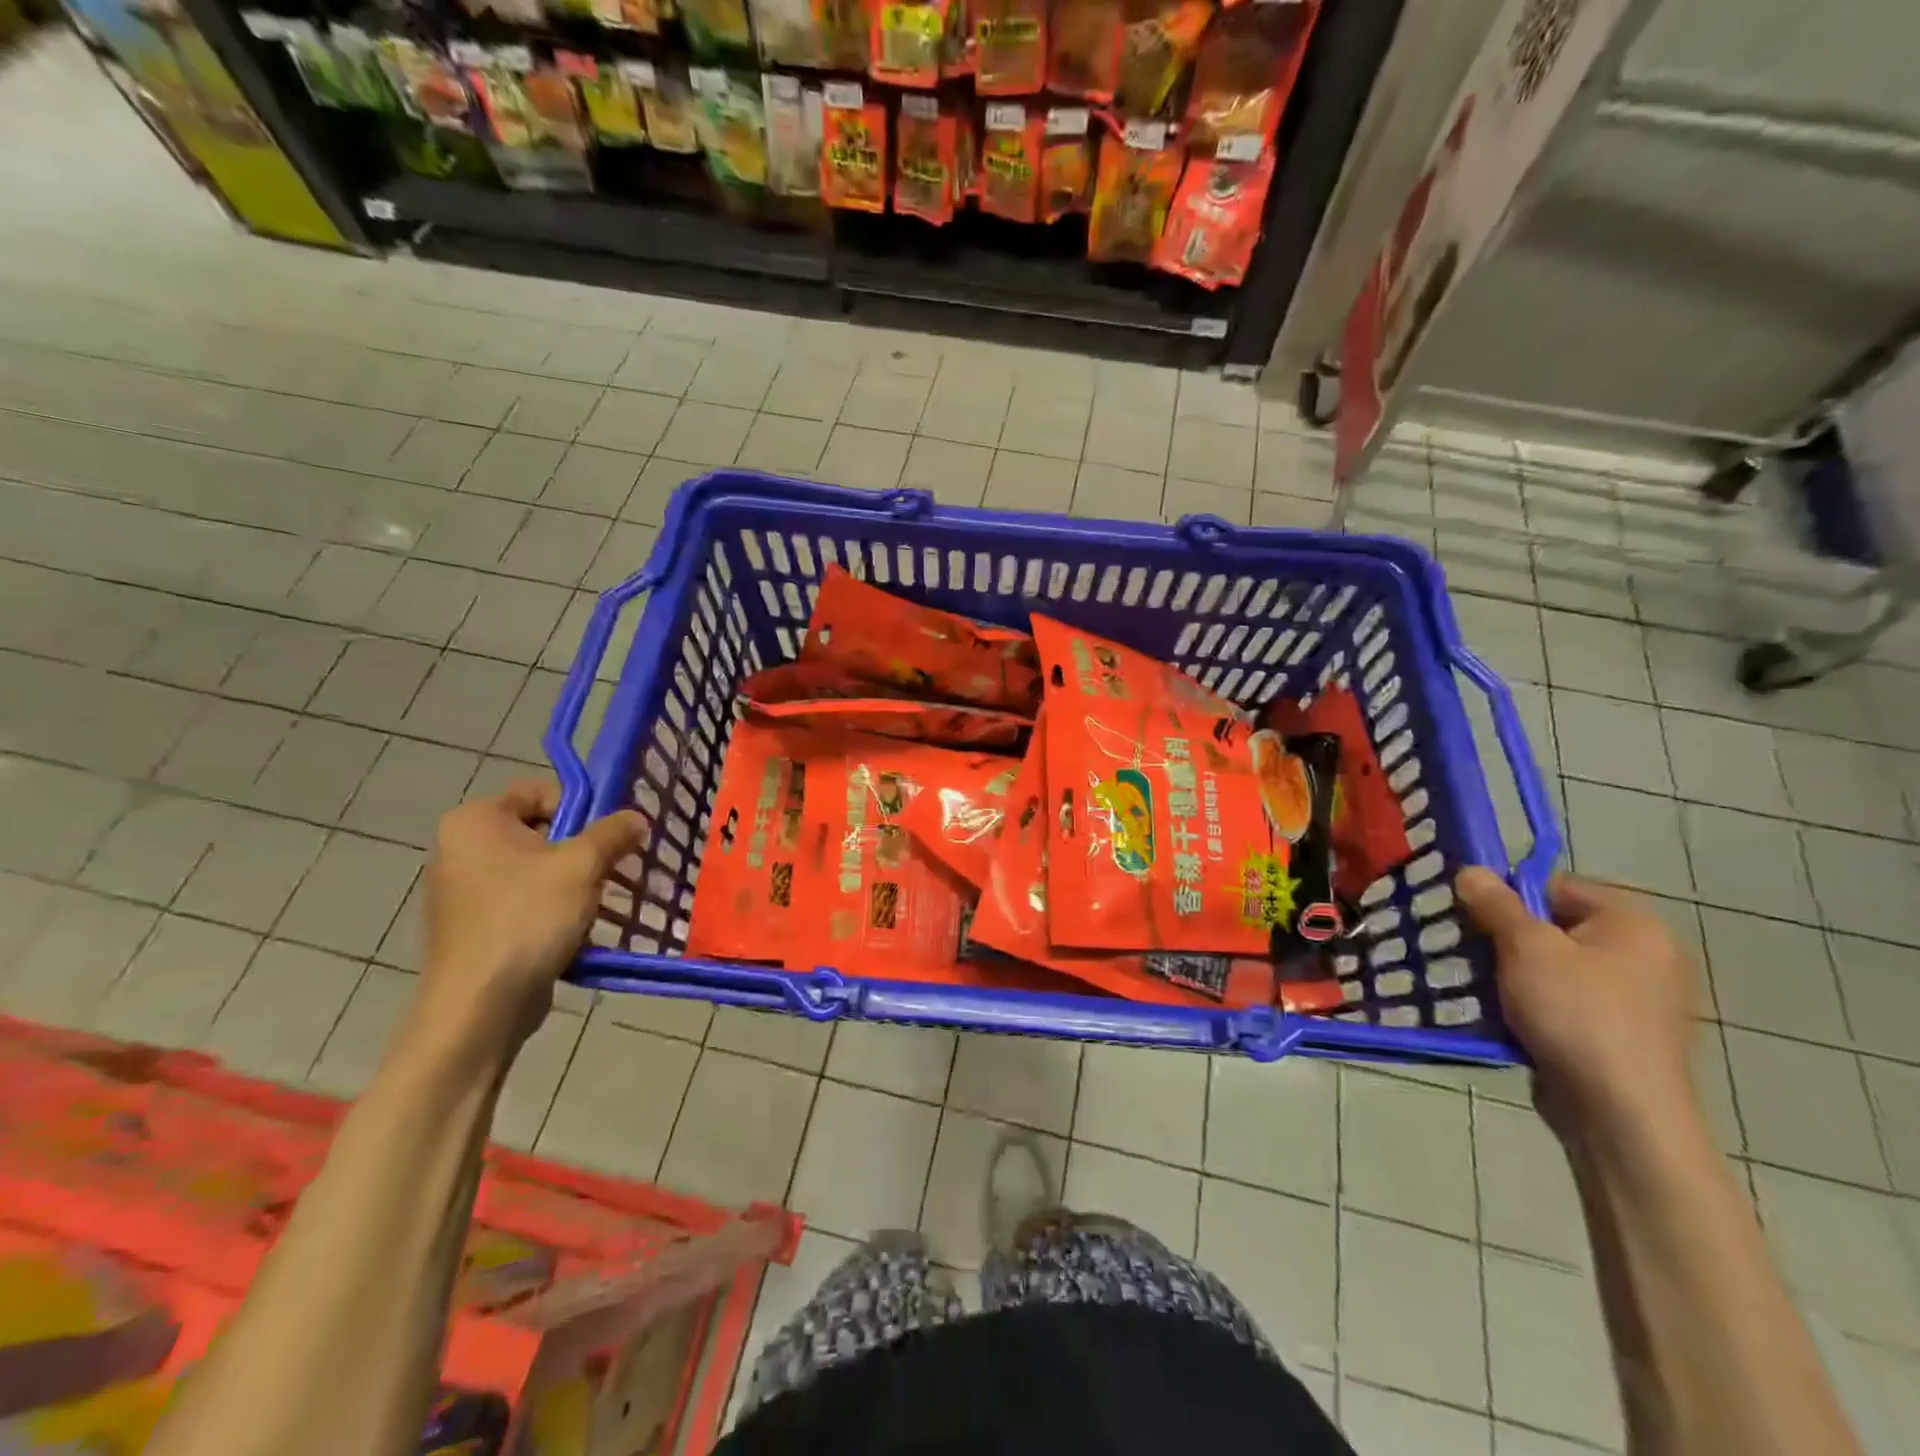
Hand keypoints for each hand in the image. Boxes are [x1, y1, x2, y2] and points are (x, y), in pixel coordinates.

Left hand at [416, 780, 645, 1060]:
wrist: (479, 1007)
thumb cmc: (527, 920)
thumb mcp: (582, 865)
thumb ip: (613, 833)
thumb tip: (636, 818)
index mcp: (474, 821)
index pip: (540, 791)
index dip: (581, 808)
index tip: (608, 837)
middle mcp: (460, 848)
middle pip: (541, 831)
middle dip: (583, 850)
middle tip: (613, 871)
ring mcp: (463, 890)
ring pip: (537, 870)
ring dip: (575, 882)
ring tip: (600, 903)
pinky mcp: (475, 927)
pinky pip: (525, 901)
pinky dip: (554, 909)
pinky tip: (577, 929)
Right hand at [1456, 868, 1701, 1136]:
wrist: (1622, 1114)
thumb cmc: (1577, 1014)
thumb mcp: (1525, 947)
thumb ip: (1496, 904)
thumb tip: (1471, 870)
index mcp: (1633, 923)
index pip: (1555, 886)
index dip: (1508, 898)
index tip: (1472, 921)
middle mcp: (1646, 954)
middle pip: (1554, 927)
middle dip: (1506, 939)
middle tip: (1468, 953)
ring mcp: (1639, 999)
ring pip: (1556, 967)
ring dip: (1514, 973)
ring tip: (1478, 986)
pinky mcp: (1623, 1035)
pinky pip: (1567, 1002)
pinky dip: (1534, 1004)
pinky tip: (1506, 1017)